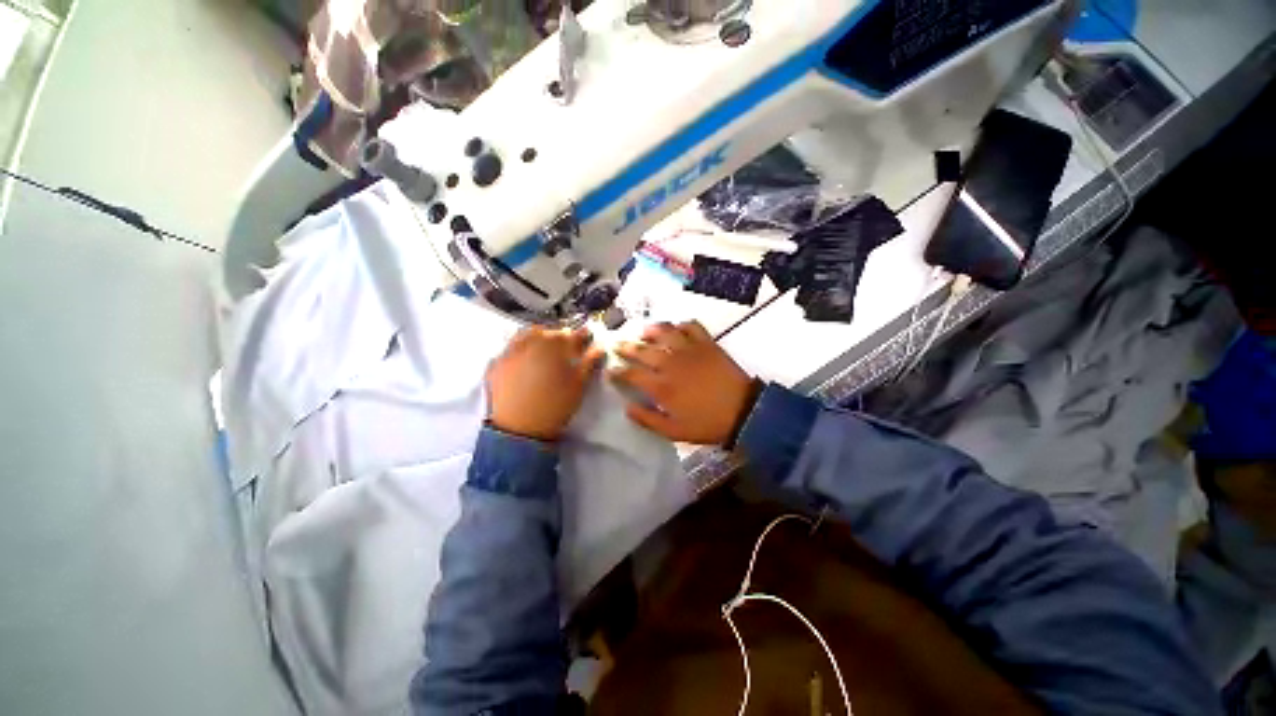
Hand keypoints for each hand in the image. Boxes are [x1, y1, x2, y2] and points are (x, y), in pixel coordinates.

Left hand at [487, 327, 604, 440]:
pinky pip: (510, 348)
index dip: (582, 336)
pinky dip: (520, 349)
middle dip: (559, 337)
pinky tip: (525, 361)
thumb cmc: (555, 405)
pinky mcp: (497, 363)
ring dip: (538, 339)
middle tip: (566, 349)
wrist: (520, 429)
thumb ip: (589, 362)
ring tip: (544, 352)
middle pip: (548, 332)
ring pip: (527, 335)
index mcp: (553, 344)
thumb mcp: (579, 384)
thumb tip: (599, 348)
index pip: (572, 334)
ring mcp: (511, 351)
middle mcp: (530, 342)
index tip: (588, 339)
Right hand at [609, 321, 757, 444]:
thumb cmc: (707, 423)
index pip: (631, 374)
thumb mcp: (674, 432)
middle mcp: (671, 364)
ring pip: (665, 332)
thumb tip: (627, 408)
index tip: (610, 369)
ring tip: (643, 331)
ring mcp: (690, 350)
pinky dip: (682, 324)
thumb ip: (648, 420)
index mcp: (661, 387)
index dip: (618, 371)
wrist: (743, 411)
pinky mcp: (707, 344)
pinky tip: (677, 328)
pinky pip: (692, 326)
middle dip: (626, 347)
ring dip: (651, 330)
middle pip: (643, 350)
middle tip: (617, 344)